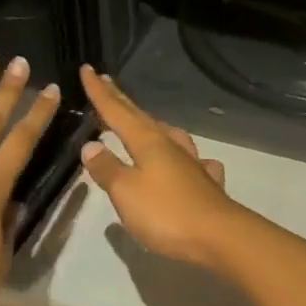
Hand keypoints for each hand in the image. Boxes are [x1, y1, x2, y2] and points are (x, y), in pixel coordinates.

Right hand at [78, 65, 241, 269]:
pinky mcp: (206, 184)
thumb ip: (107, 168)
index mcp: (148, 142)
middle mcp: (170, 146)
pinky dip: (185, 157)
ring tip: (144, 122)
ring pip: (169, 135)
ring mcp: (192, 163)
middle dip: (121, 101)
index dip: (100, 92)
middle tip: (106, 82)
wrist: (218, 236)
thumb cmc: (166, 213)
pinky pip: (193, 162)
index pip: (117, 111)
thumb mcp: (126, 192)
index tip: (87, 69)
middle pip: (141, 118)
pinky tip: (191, 162)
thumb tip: (91, 145)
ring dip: (152, 125)